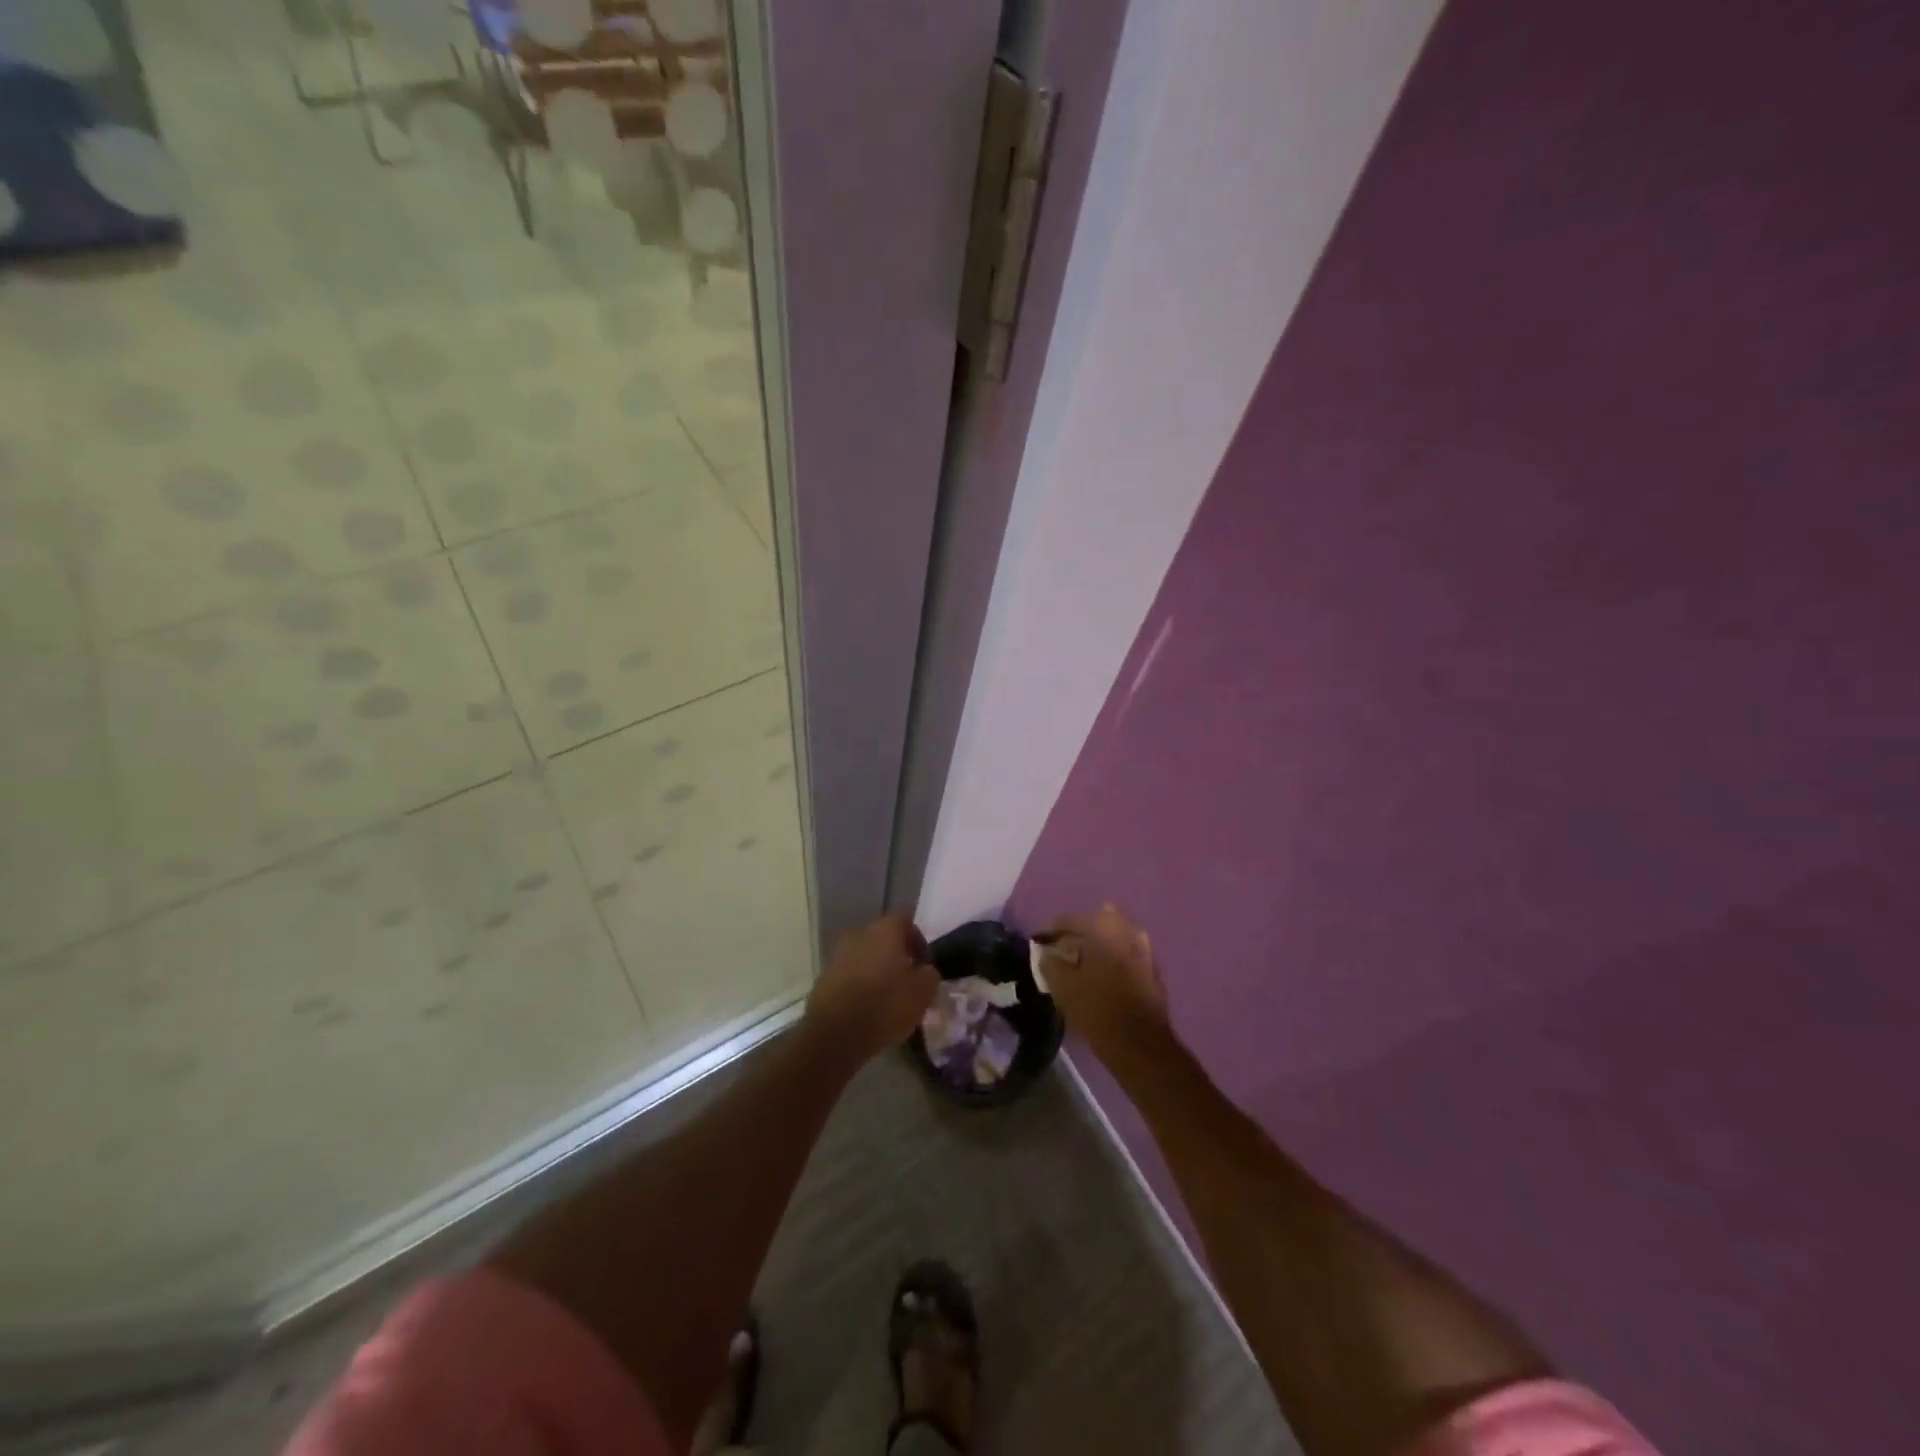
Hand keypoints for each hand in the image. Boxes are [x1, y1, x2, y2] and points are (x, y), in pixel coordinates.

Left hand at [806, 913, 939, 1063]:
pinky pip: (849, 976)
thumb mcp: (922, 992)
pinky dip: (859, 987)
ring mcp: (837, 956)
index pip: (904, 919)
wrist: (834, 1034)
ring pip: (864, 957)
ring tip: (887, 999)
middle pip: (882, 938)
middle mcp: (859, 935)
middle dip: (895, 956)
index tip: (923, 962)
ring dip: (876, 972)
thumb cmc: (885, 1005)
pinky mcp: (823, 979)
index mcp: (884, 931)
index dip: (917, 938)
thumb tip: (924, 970)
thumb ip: (929, 975)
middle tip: (907, 981)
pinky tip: (866, 1009)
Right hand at [1038, 903, 1171, 1068]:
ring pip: (1113, 938)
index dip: (1052, 930)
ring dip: (1096, 946)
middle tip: (1061, 950)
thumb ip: (1050, 963)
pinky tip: (1098, 975)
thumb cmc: (1098, 1010)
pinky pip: (1125, 954)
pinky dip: (1111, 958)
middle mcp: (1128, 931)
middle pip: (1096, 922)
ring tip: (1079, 964)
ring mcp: (1144, 950)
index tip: (1040, 942)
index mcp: (1106, 928)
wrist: (1141, 1045)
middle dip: (1078, 933)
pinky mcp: (1152, 970)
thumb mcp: (1063, 987)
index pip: (1072, 919)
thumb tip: (1046, 954)